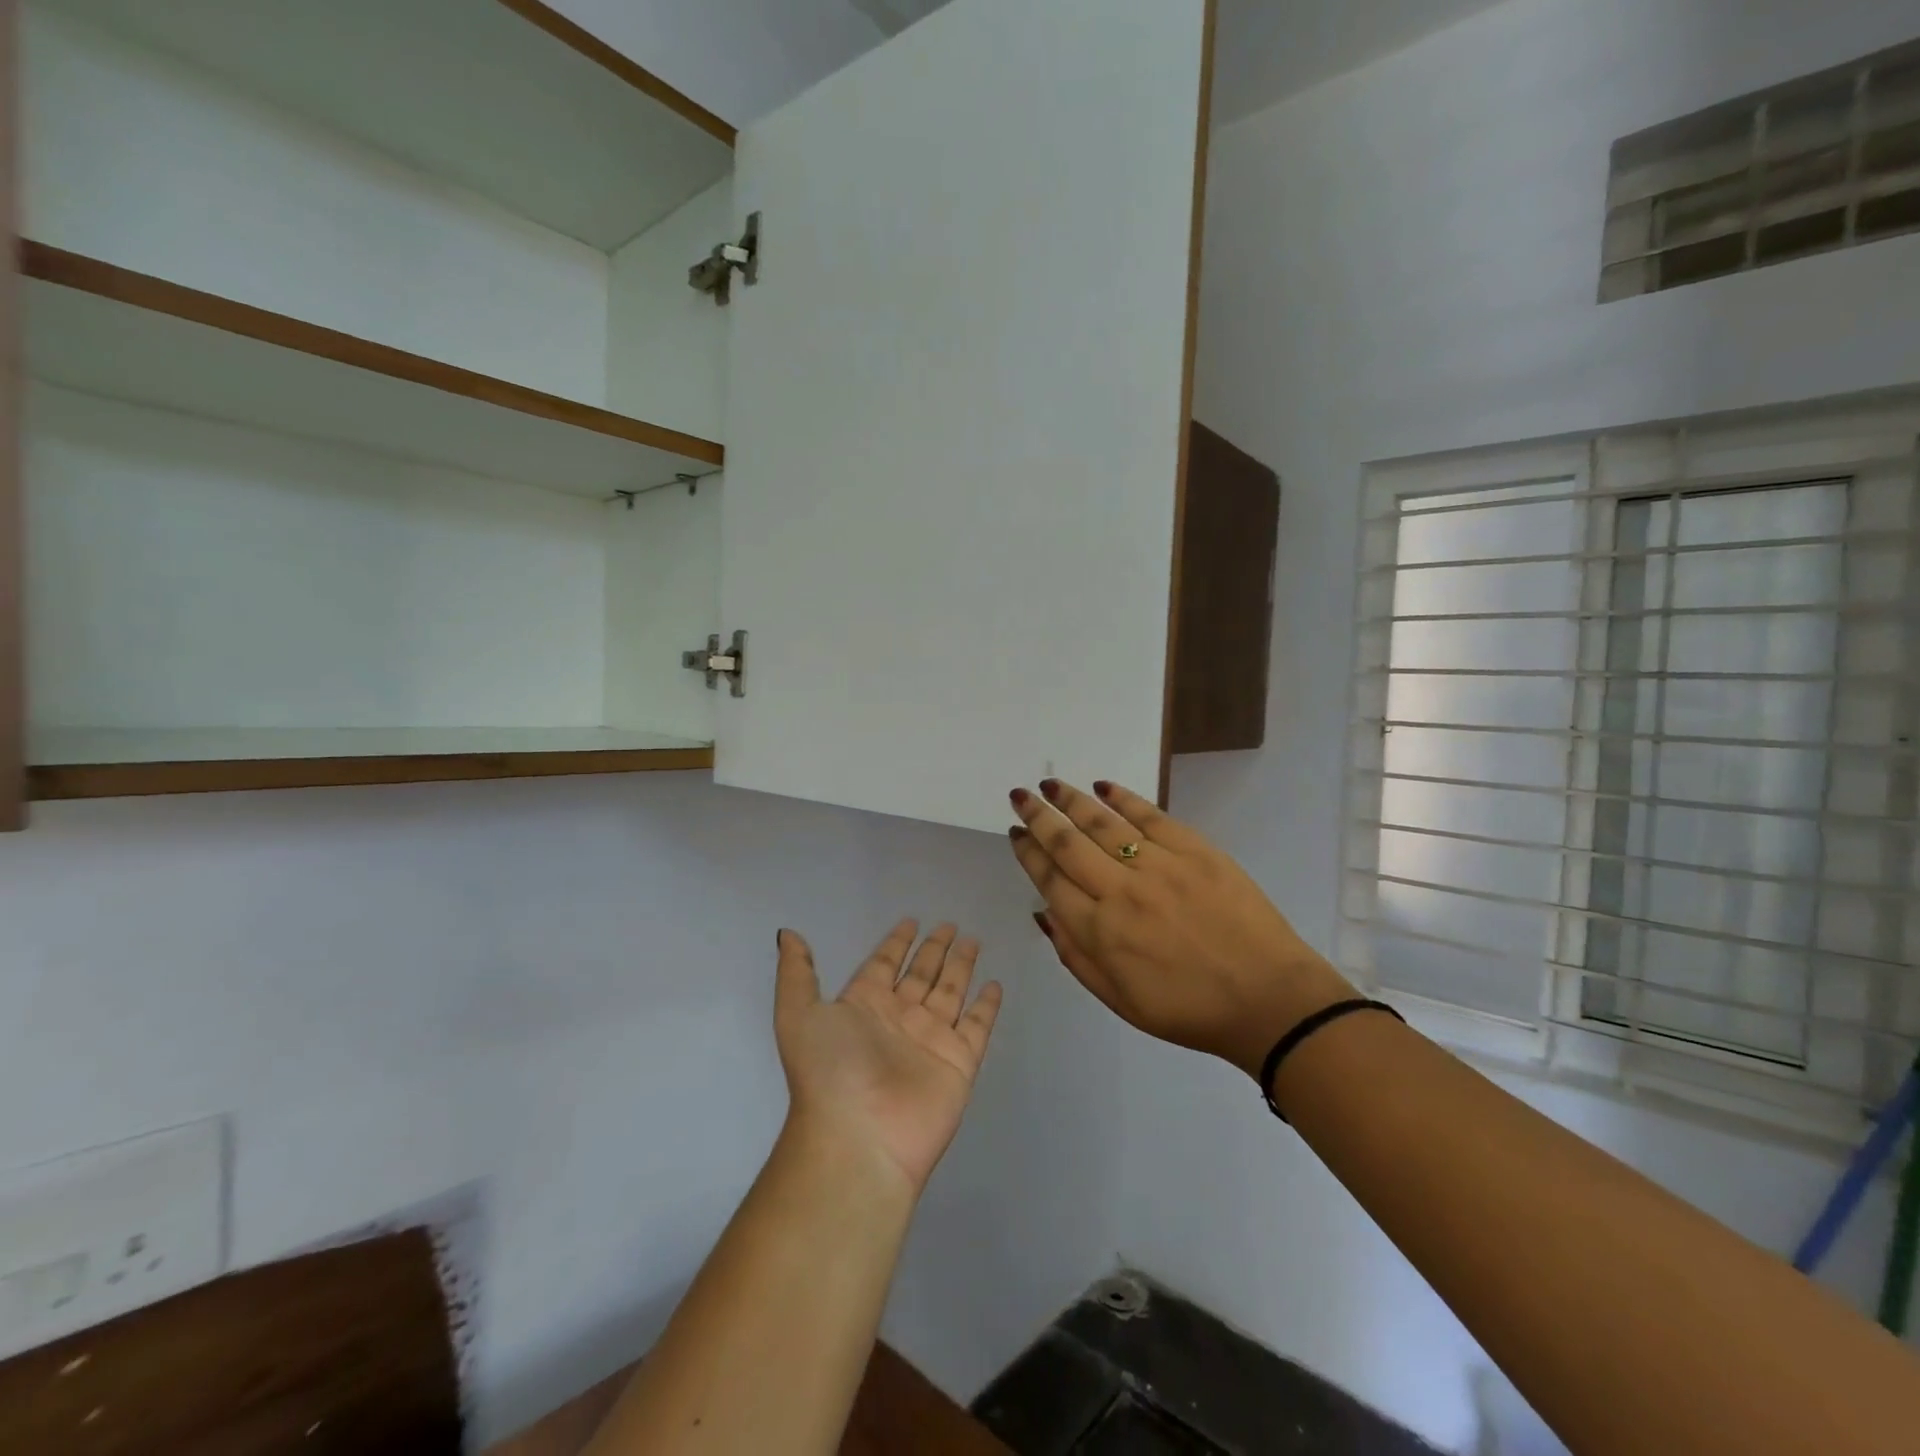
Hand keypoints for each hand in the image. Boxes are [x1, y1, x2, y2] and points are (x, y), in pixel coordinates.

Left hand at [773, 921, 1003, 1194]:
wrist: (859, 1138)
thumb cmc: (829, 1071)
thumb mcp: (798, 1015)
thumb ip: (797, 973)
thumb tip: (789, 934)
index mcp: (863, 1006)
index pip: (883, 964)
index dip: (896, 943)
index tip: (911, 920)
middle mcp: (898, 1019)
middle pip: (921, 974)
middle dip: (934, 949)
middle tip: (950, 924)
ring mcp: (931, 1040)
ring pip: (950, 992)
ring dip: (961, 967)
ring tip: (973, 941)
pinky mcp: (959, 1061)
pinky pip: (977, 1025)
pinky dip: (987, 1006)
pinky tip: (995, 984)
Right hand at [1007, 779, 1354, 1081]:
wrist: (1268, 999)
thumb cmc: (1188, 1009)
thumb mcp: (1119, 1000)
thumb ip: (1075, 955)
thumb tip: (1043, 912)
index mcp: (1100, 931)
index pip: (1050, 880)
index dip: (1028, 853)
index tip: (1015, 833)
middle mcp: (1121, 890)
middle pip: (1067, 844)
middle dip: (1038, 817)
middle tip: (1019, 795)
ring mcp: (1159, 865)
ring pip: (1103, 823)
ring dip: (1071, 800)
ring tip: (1050, 785)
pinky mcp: (1195, 850)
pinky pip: (1150, 816)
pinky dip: (1123, 798)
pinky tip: (1104, 786)